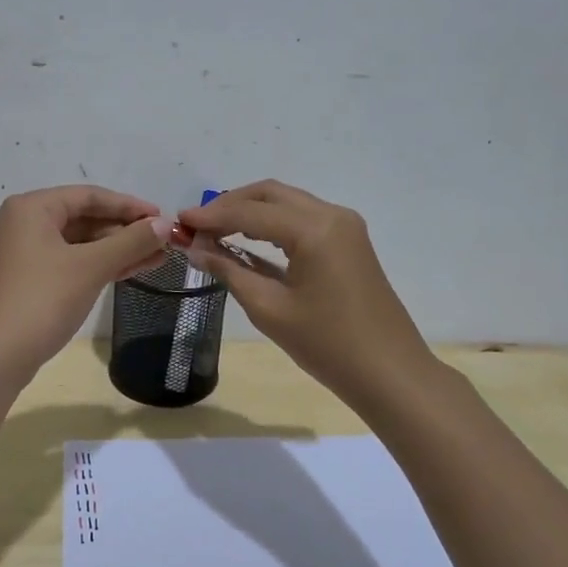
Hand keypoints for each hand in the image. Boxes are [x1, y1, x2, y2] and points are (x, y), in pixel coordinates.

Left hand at [0, 185, 168, 378]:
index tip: (163, 218)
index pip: (89, 196)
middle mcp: (21, 223)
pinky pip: (67, 262)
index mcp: (30, 208)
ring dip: (115, 250)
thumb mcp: (90, 267)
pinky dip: (96, 266)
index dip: (129, 206)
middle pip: (82, 218)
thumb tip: (165, 224)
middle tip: (163, 243)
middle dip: (124, 231)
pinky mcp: (24, 280)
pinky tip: (129, 272)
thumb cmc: (42, 301)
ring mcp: (20, 253)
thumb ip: (130, 241)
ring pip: (77, 243)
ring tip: (156, 259)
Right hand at [180, 180, 437, 409]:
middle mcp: (331, 215)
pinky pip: (302, 218)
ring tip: (215, 231)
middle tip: (196, 226)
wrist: (389, 372)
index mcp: (313, 230)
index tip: (179, 222)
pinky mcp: (349, 240)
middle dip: (229, 205)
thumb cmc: (326, 345)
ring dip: (250, 211)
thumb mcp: (269, 309)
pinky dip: (272, 222)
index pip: (250, 212)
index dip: (211, 216)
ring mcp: (345, 225)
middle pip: (269, 194)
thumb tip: (195, 249)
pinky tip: (247, 238)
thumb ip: (229, 270)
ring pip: (286, 202)